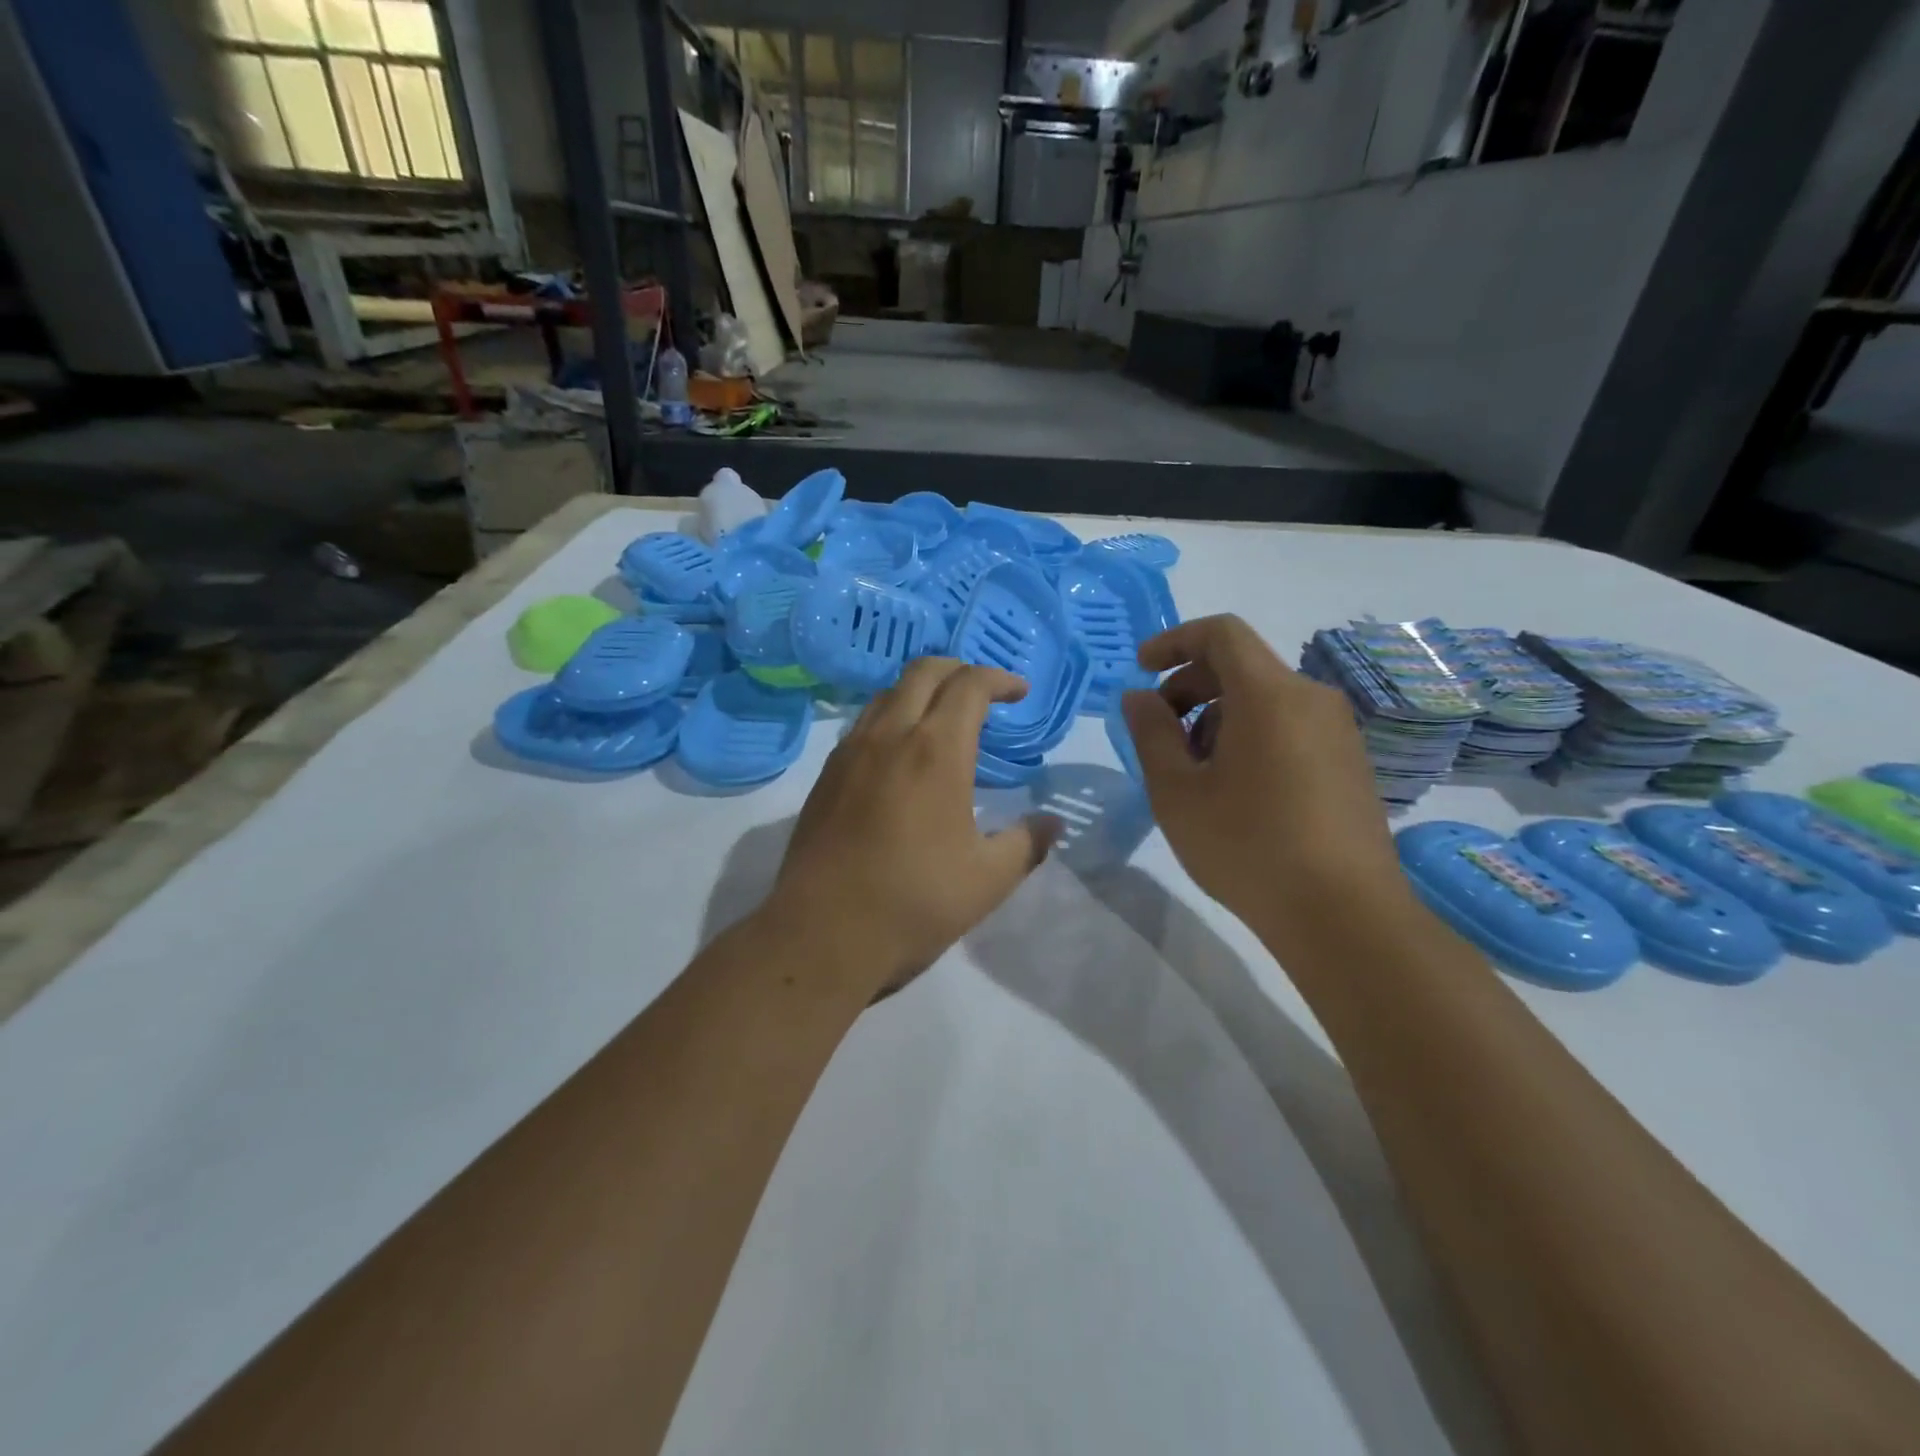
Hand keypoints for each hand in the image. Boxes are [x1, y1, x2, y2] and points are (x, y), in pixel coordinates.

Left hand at [765, 659, 1059, 994]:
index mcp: (936, 751)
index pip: (970, 685)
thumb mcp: (987, 880)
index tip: (1020, 693)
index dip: (999, 679)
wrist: (822, 935)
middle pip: (924, 671)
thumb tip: (1052, 824)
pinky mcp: (826, 775)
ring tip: (943, 718)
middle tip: (984, 693)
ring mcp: (850, 752)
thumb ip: (1026, 844)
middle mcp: (890, 736)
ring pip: (887, 693)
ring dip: (921, 690)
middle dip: (960, 669)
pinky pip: (862, 723)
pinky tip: (900, 754)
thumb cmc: (914, 903)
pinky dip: (891, 716)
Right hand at [1121, 615, 1411, 951]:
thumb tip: (1138, 696)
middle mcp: (1311, 699)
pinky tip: (1236, 791)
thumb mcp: (1177, 791)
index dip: (1174, 641)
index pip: (1221, 634)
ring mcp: (1338, 732)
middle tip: (1159, 733)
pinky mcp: (1351, 763)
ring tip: (1195, 773)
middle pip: (1242, 666)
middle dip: (1190, 687)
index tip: (1142, 669)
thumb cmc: (1248, 846)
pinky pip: (1290, 727)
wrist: (1344, 914)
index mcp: (1269, 694)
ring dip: (1218, 717)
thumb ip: (1151, 733)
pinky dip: (1251, 736)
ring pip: (1265, 700)